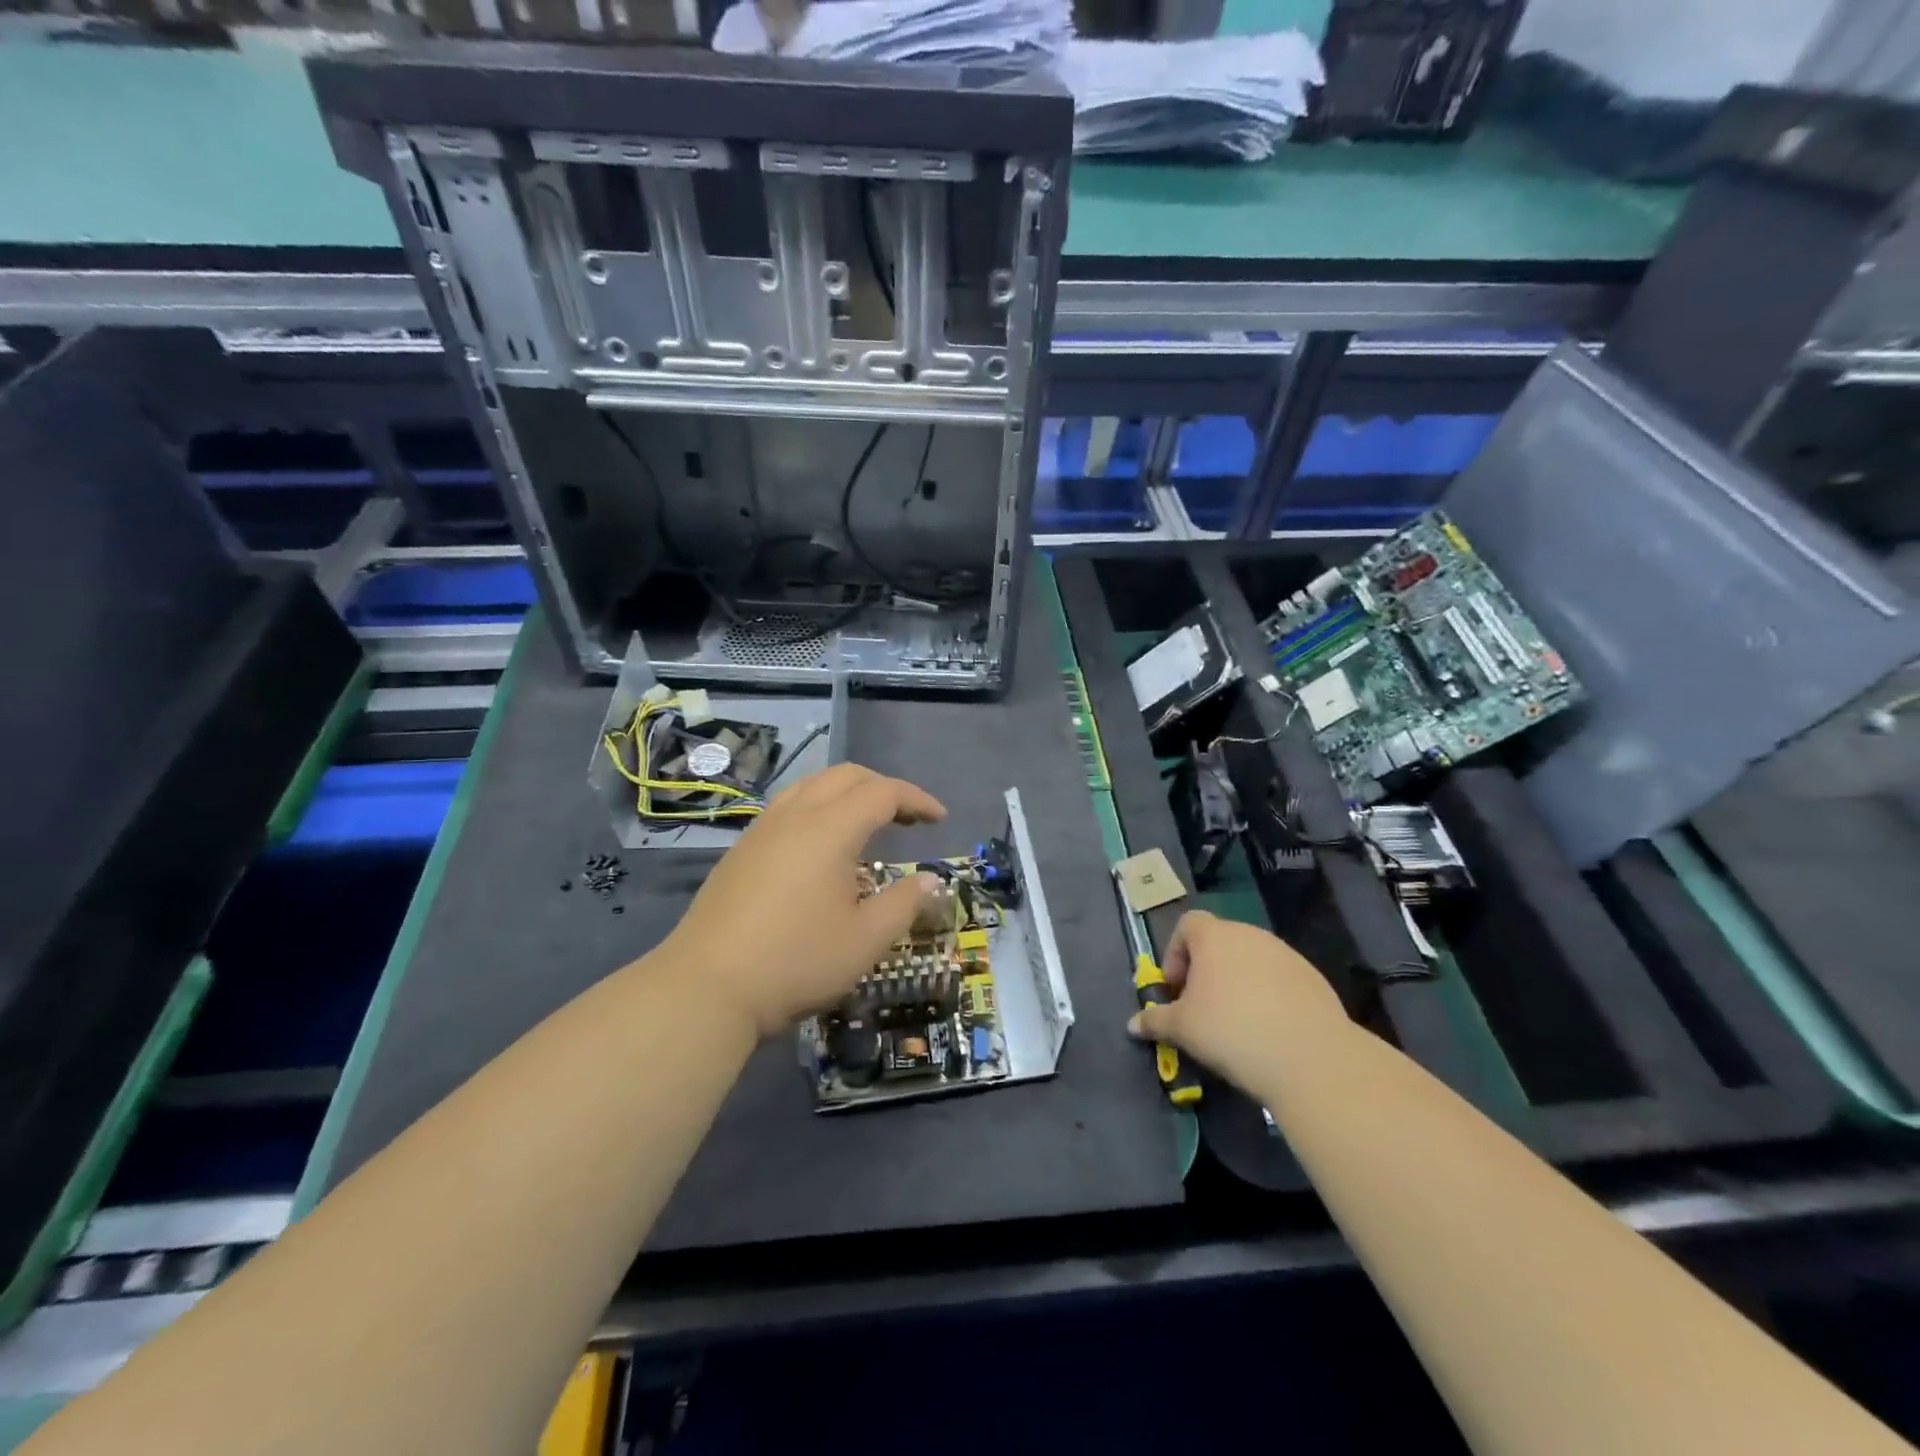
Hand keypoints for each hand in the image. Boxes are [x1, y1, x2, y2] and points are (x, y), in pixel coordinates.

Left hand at [657, 763, 947, 1039]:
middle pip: (846, 776)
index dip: (917, 800)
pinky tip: (821, 846)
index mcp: (830, 828)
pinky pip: (788, 807)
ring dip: (847, 793)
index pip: (883, 793)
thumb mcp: (866, 939)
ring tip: (867, 823)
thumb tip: (930, 880)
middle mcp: (795, 815)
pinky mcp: (741, 850)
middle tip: (908, 817)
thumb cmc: (796, 961)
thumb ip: (904, 903)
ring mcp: (762, 830)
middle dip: (883, 787)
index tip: (940, 819)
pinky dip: (818, 808)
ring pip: (811, 786)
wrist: (706, 987)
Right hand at [1127, 911, 1351, 1093]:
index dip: (1175, 953)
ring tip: (1235, 1023)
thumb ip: (1155, 1020)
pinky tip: (1269, 1031)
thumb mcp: (1182, 1029)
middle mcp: (1250, 935)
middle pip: (1220, 942)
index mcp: (1215, 936)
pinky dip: (1268, 996)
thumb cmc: (1230, 1031)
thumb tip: (1132, 1023)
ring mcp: (1286, 954)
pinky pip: (1280, 979)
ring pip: (1251, 960)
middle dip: (1205, 971)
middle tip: (1200, 1008)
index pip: (1188, 924)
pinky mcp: (1313, 978)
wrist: (1310, 1058)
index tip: (1175, 988)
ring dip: (1237, 982)